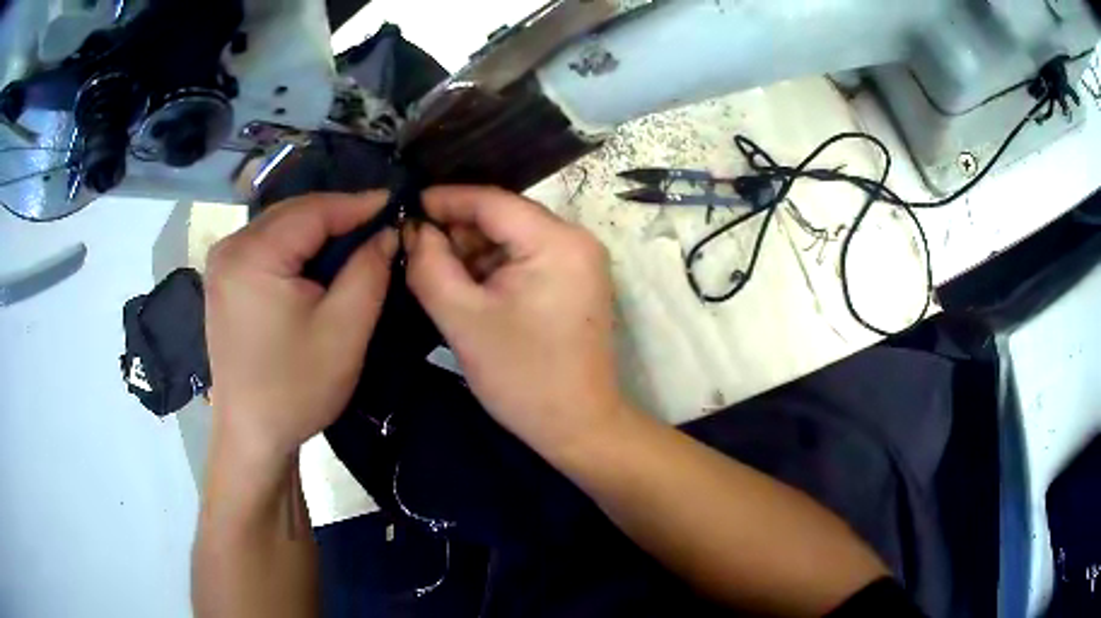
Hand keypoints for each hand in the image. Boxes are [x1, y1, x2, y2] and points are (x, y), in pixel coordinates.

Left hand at [204, 192, 397, 460]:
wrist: (252, 435)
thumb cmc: (295, 388)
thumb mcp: (344, 331)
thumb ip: (369, 271)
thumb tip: (388, 231)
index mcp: (252, 255)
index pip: (313, 210)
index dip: (358, 204)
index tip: (398, 203)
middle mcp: (230, 247)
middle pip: (293, 214)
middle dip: (338, 216)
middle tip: (380, 223)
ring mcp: (222, 264)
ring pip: (280, 228)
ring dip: (318, 231)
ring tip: (356, 240)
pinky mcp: (223, 280)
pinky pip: (266, 247)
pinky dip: (297, 248)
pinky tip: (319, 262)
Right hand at [405, 186, 627, 458]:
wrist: (578, 427)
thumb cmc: (522, 376)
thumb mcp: (463, 319)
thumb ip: (429, 265)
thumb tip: (414, 230)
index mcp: (556, 241)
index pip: (491, 201)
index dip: (444, 200)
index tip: (406, 206)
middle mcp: (576, 240)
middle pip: (503, 218)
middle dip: (457, 232)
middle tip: (414, 248)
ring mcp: (580, 261)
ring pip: (512, 240)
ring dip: (473, 253)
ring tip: (435, 273)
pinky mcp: (576, 282)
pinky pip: (526, 260)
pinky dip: (493, 269)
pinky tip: (467, 289)